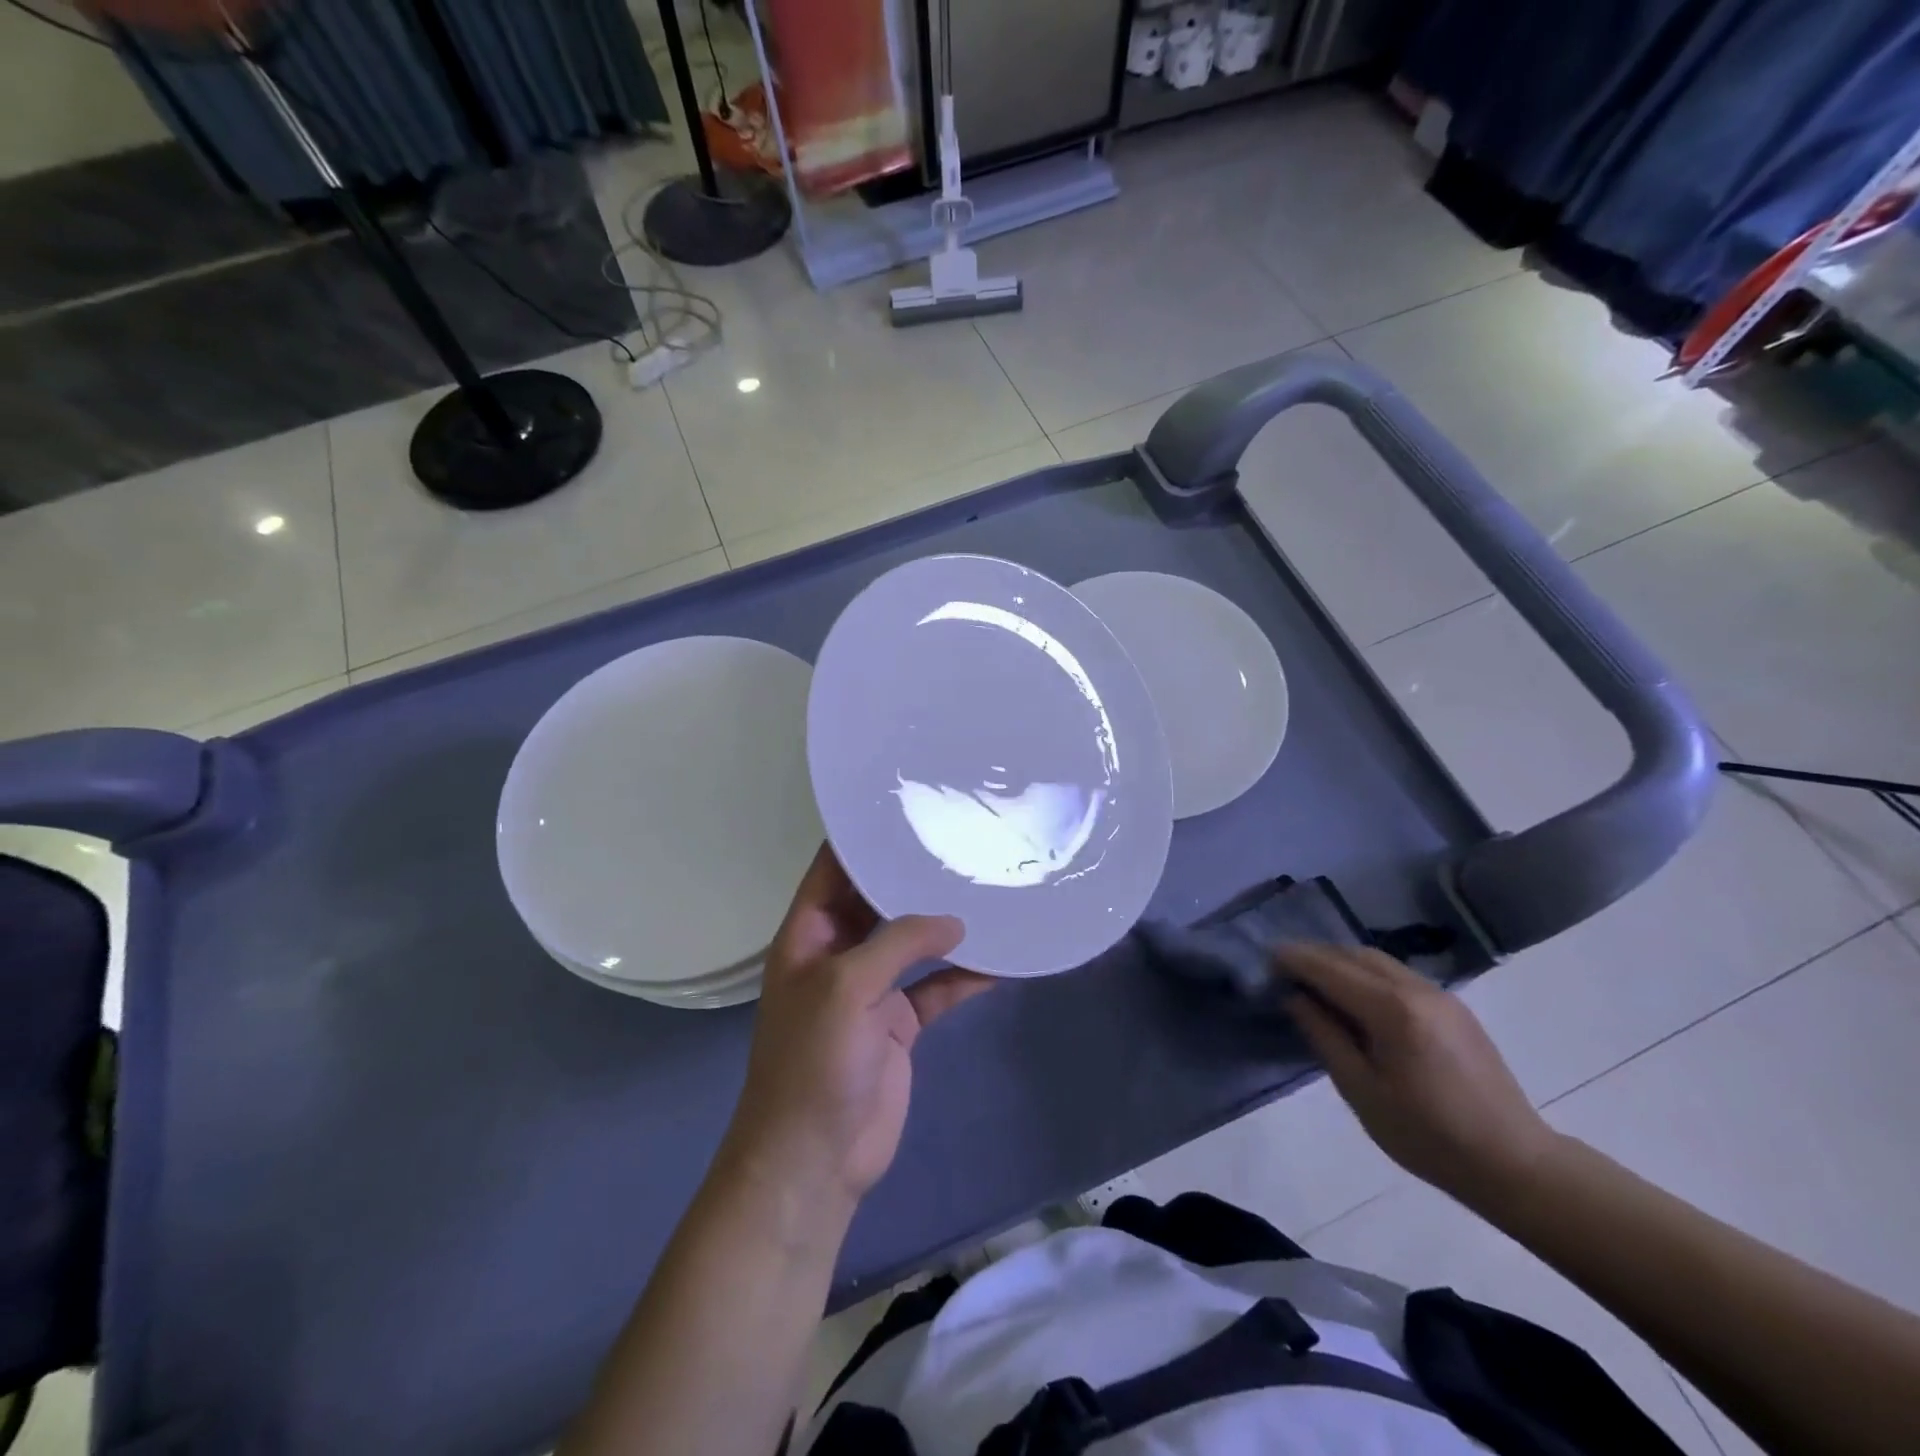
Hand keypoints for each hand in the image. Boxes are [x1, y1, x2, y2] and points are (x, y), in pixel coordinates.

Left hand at [719, 846, 994, 1215]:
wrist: (816, 1159)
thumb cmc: (814, 1061)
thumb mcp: (847, 987)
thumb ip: (899, 943)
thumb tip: (955, 921)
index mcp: (809, 935)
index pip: (832, 870)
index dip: (860, 837)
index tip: (904, 805)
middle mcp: (838, 954)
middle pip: (876, 901)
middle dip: (912, 875)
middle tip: (960, 838)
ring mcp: (871, 989)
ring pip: (912, 943)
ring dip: (945, 924)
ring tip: (988, 887)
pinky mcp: (900, 1023)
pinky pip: (936, 987)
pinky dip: (965, 975)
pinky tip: (1003, 958)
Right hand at [1279, 943, 1561, 1204]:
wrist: (1515, 1164)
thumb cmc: (1429, 1136)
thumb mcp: (1361, 1091)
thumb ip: (1324, 1036)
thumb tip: (1295, 998)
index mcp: (1392, 1011)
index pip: (1330, 969)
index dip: (1294, 959)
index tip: (1265, 958)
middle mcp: (1417, 990)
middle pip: (1354, 955)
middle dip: (1315, 955)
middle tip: (1283, 968)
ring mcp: (1440, 995)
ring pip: (1377, 960)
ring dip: (1340, 961)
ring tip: (1312, 979)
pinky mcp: (1453, 1007)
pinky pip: (1397, 974)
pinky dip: (1366, 973)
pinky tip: (1353, 995)